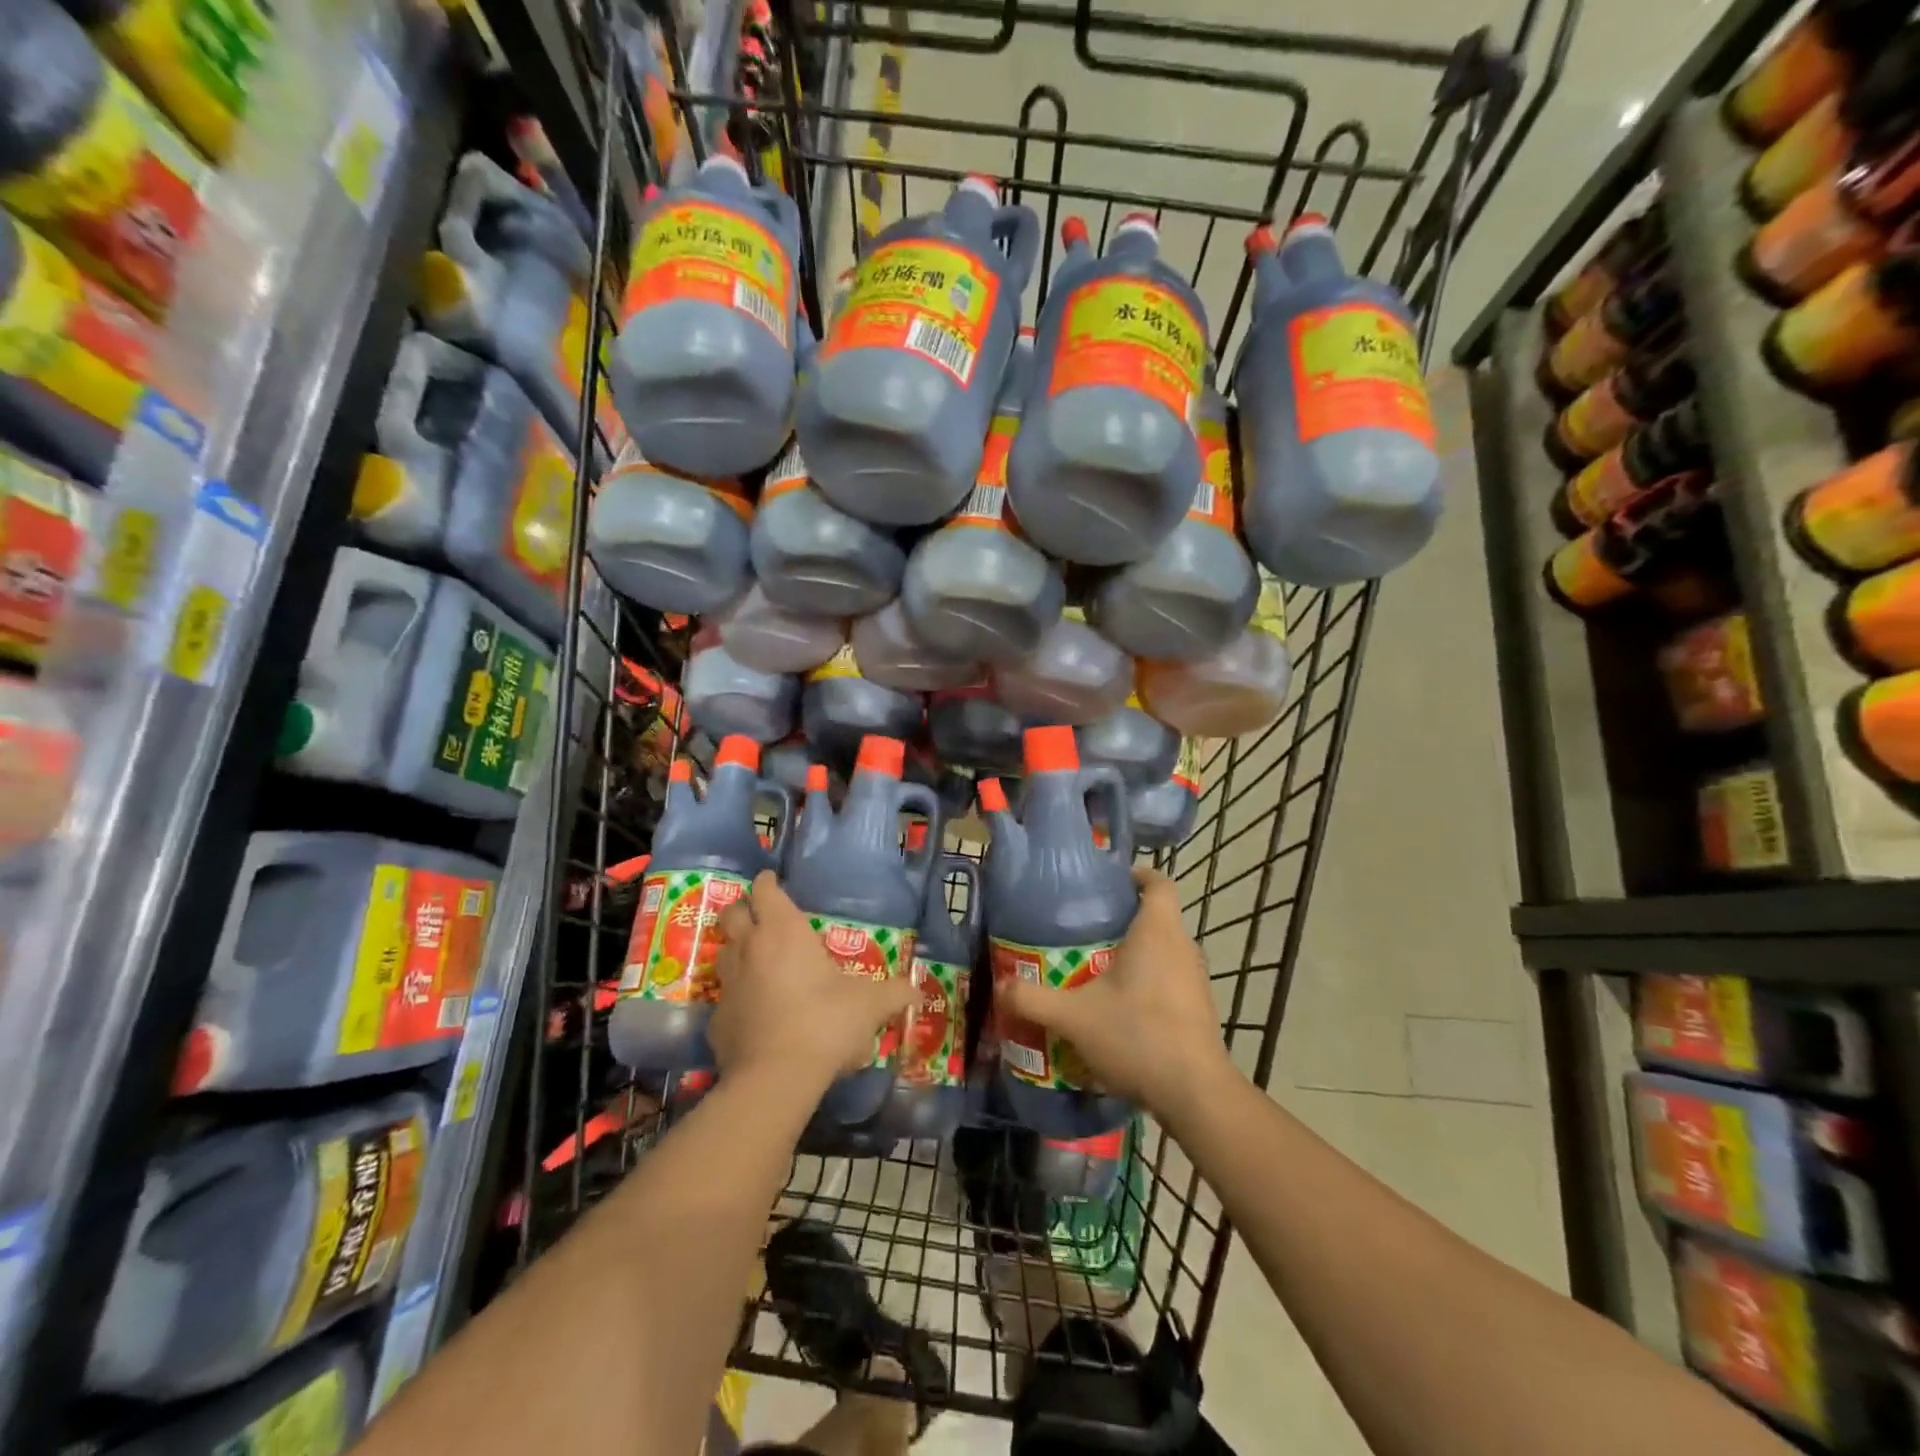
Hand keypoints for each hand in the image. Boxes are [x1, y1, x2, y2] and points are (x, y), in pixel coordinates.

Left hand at [710, 872, 916, 1093]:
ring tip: (758, 961)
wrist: (775, 1078)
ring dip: (737, 950)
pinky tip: (754, 1012)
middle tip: (762, 917)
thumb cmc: (825, 1022)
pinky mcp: (716, 1019)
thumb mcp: (870, 1005)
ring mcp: (728, 984)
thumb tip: (919, 992)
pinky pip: (724, 997)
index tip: (774, 882)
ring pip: (724, 952)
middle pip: (732, 913)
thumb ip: (895, 994)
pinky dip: (737, 997)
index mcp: (783, 931)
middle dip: (744, 910)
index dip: (768, 883)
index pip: (765, 890)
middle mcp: (749, 948)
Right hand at [997, 867, 1233, 1121]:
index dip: (1137, 875)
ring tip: (1097, 966)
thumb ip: (1033, 999)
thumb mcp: (1073, 1017)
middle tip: (1085, 929)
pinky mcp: (1199, 1008)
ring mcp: (1195, 979)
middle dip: (1125, 918)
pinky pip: (1171, 978)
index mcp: (1157, 932)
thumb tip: (1000, 985)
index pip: (1158, 883)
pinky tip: (1120, 1006)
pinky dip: (1148, 981)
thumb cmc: (1137, 1036)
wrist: (1195, 1094)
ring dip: (1137, 953)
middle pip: (1158, 916)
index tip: (1110, 882)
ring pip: (1165, 949)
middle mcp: (1182, 947)